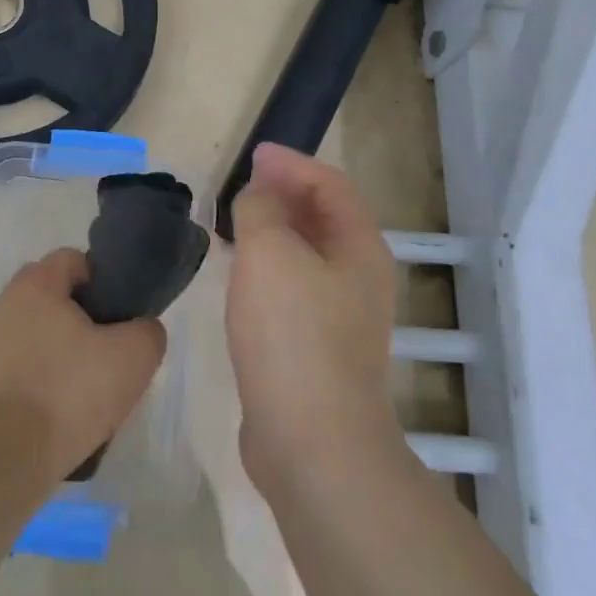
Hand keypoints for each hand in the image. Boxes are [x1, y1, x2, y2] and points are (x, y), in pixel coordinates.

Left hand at [0, 248, 167, 482]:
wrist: (9, 455)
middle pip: (57, 298)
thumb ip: (148, 331)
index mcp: (35, 283)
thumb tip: (142, 330)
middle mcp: (6, 304)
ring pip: (42, 334)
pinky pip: (26, 367)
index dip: (105, 282)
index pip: (75, 260)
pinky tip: (64, 411)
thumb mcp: (134, 356)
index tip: (122, 316)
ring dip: (66, 352)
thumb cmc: (71, 390)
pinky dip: (45, 380)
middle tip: (111, 353)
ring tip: (90, 389)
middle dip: (86, 320)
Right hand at [228, 144, 401, 498]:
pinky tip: (241, 275)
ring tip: (236, 221)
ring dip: (276, 230)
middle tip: (243, 183)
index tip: (254, 154)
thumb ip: (260, 209)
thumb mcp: (269, 253)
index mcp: (359, 247)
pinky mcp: (319, 347)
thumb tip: (260, 194)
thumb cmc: (292, 334)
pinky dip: (270, 267)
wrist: (311, 440)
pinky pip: (295, 287)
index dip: (293, 163)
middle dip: (285, 193)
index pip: (331, 185)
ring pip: (308, 254)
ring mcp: (342, 316)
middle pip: (325, 217)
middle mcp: (360, 277)